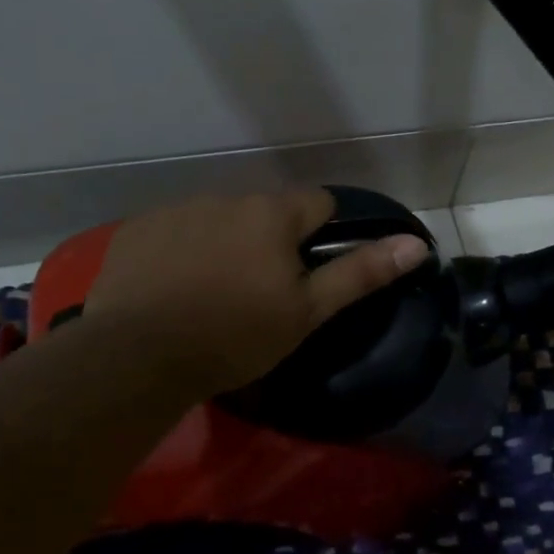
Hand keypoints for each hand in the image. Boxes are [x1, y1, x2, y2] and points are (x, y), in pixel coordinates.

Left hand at [81, 188, 431, 402]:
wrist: (139, 356)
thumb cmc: (236, 336)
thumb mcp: (307, 312)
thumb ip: (361, 273)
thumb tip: (416, 244)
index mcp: (272, 214)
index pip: (318, 202)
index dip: (322, 234)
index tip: (308, 272)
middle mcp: (226, 197)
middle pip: (264, 212)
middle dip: (269, 240)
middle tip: (259, 292)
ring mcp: (177, 209)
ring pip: (218, 220)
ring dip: (224, 243)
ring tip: (211, 293)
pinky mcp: (137, 229)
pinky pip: (174, 231)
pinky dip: (180, 250)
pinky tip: (171, 289)